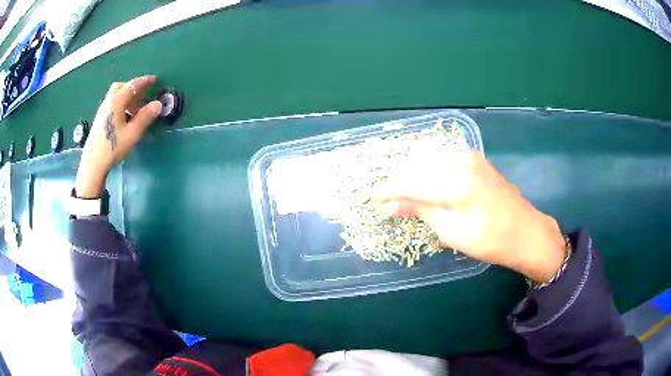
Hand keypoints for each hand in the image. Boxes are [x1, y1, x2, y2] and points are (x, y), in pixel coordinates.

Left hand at [76, 76, 161, 197]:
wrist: (93, 163)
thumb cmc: (113, 147)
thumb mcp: (132, 133)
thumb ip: (145, 117)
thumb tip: (158, 104)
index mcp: (116, 102)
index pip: (132, 85)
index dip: (144, 82)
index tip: (153, 80)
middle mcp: (108, 102)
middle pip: (121, 87)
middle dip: (132, 87)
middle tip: (142, 95)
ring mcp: (102, 111)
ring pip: (115, 96)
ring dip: (126, 97)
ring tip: (135, 109)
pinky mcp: (99, 120)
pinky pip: (112, 104)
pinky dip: (120, 105)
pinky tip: (124, 118)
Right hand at [372, 149, 565, 282]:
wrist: (524, 231)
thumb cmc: (489, 240)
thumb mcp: (451, 231)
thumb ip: (420, 210)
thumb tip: (389, 204)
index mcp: (456, 185)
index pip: (410, 182)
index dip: (387, 190)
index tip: (371, 198)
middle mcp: (460, 161)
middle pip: (415, 164)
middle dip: (396, 180)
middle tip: (385, 199)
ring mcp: (468, 155)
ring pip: (426, 156)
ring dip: (410, 172)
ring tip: (401, 191)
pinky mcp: (473, 157)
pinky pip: (440, 155)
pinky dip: (426, 167)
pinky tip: (421, 180)